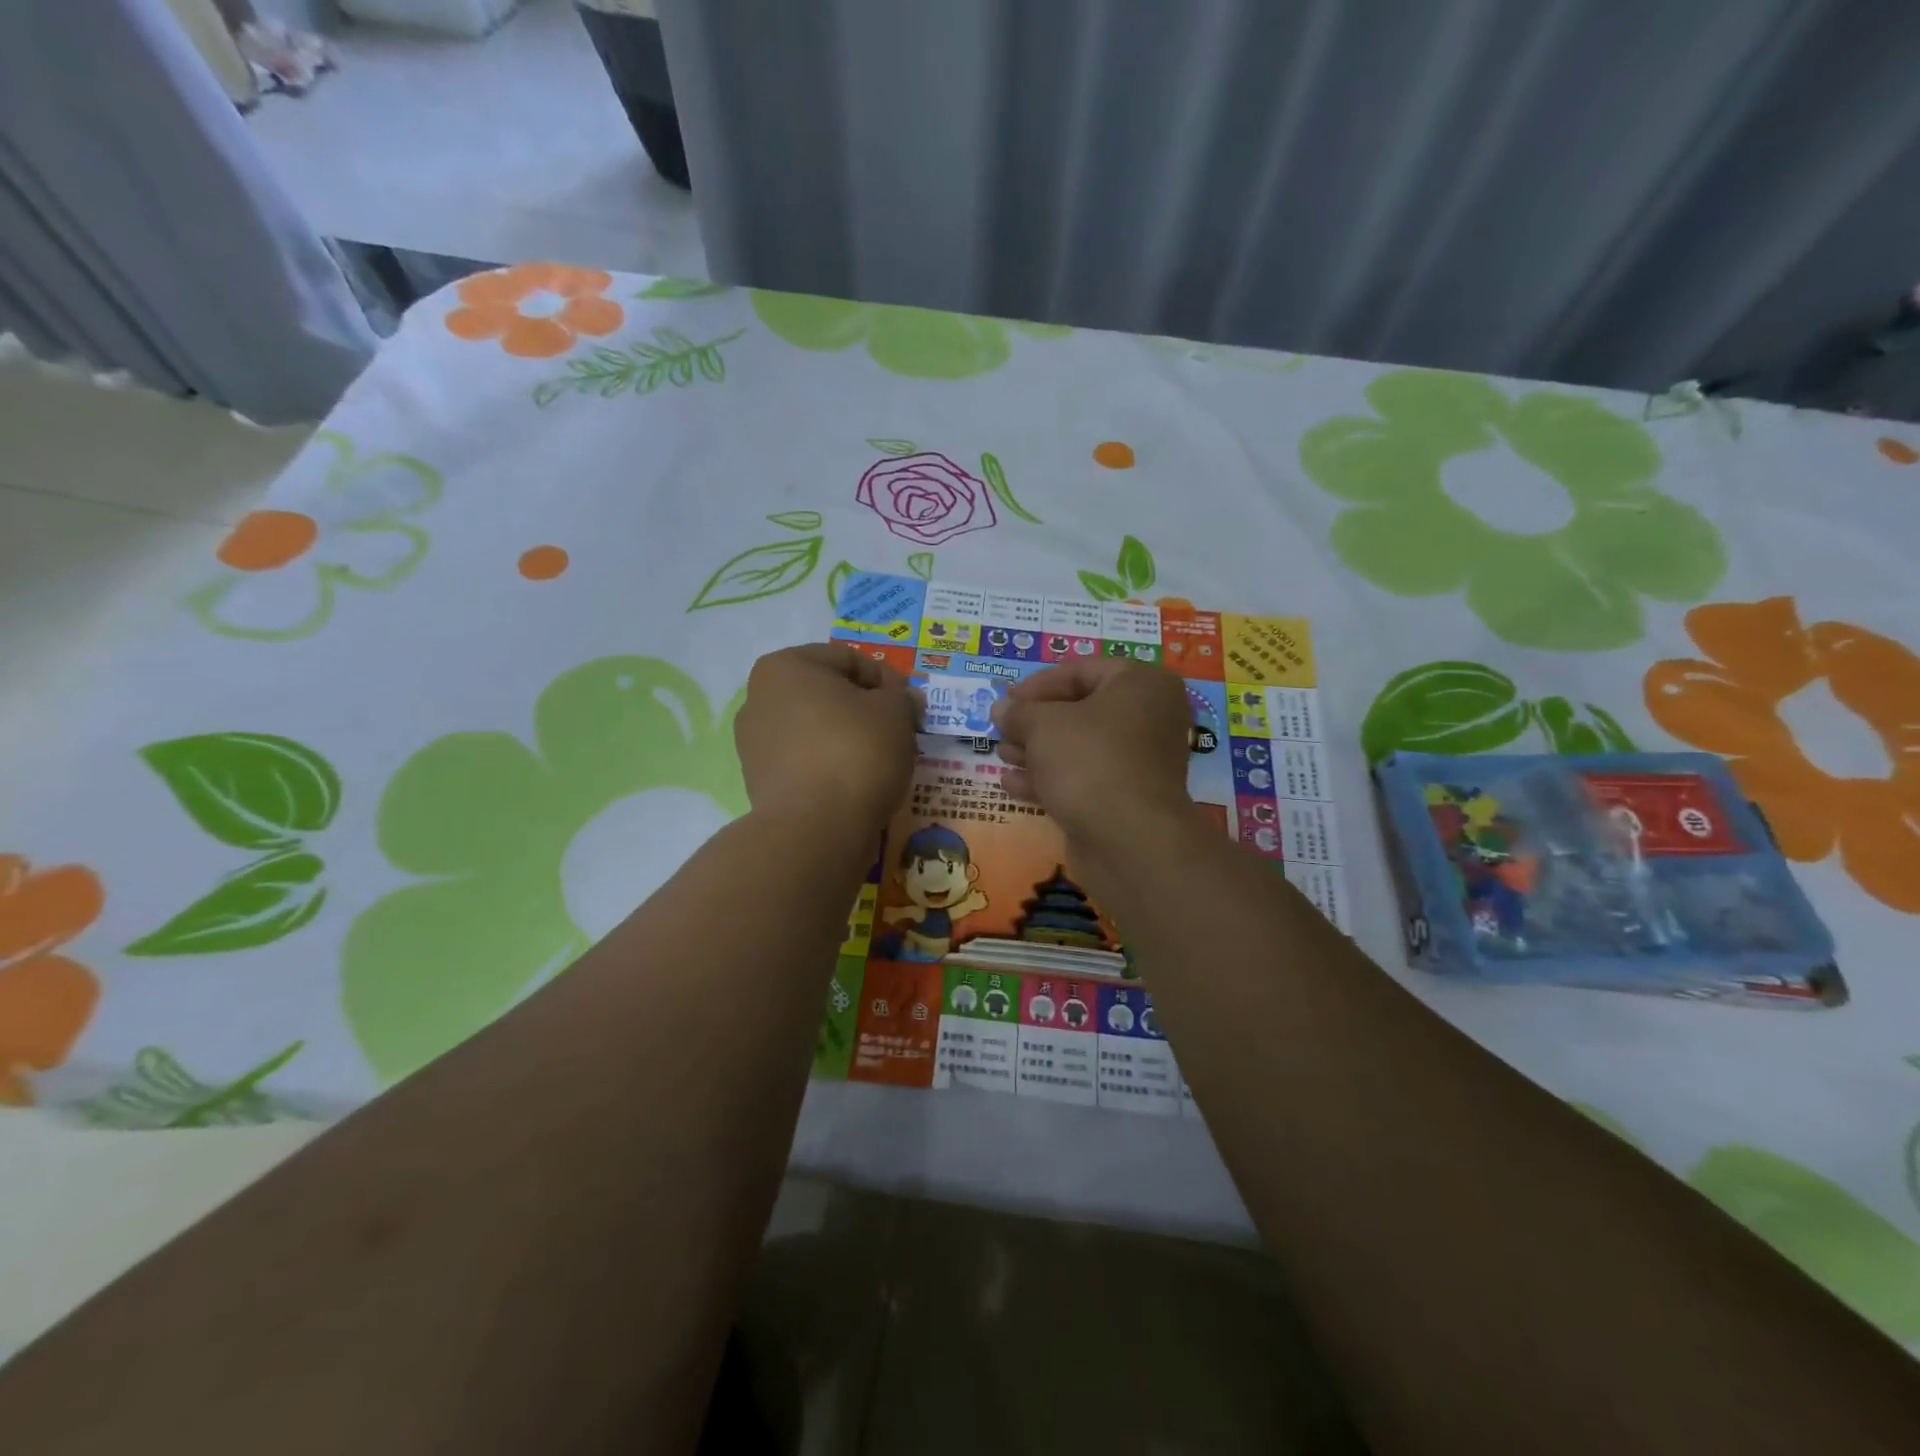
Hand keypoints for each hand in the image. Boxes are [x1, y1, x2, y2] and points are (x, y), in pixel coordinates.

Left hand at [734, 644, 919, 835]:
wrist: (815, 829)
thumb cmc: (856, 752)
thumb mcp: (896, 713)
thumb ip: (902, 697)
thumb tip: (902, 700)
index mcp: (785, 667)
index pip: (849, 659)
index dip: (888, 680)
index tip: (912, 707)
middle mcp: (759, 698)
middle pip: (828, 693)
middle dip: (865, 708)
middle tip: (899, 731)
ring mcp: (754, 743)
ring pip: (816, 729)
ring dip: (848, 737)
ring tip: (880, 760)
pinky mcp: (760, 782)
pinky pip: (806, 761)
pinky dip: (831, 765)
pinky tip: (855, 783)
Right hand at [991, 657, 1191, 845]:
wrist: (1128, 839)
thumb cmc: (1089, 760)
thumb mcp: (1043, 726)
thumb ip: (1019, 712)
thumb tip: (1002, 708)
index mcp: (1141, 684)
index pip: (1081, 671)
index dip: (1038, 684)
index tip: (1007, 700)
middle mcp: (1149, 717)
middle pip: (1081, 710)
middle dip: (1036, 721)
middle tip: (1002, 729)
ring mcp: (1141, 761)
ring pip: (1081, 747)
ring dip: (1038, 751)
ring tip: (1002, 755)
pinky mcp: (1127, 798)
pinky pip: (1085, 778)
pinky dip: (1051, 779)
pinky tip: (1013, 785)